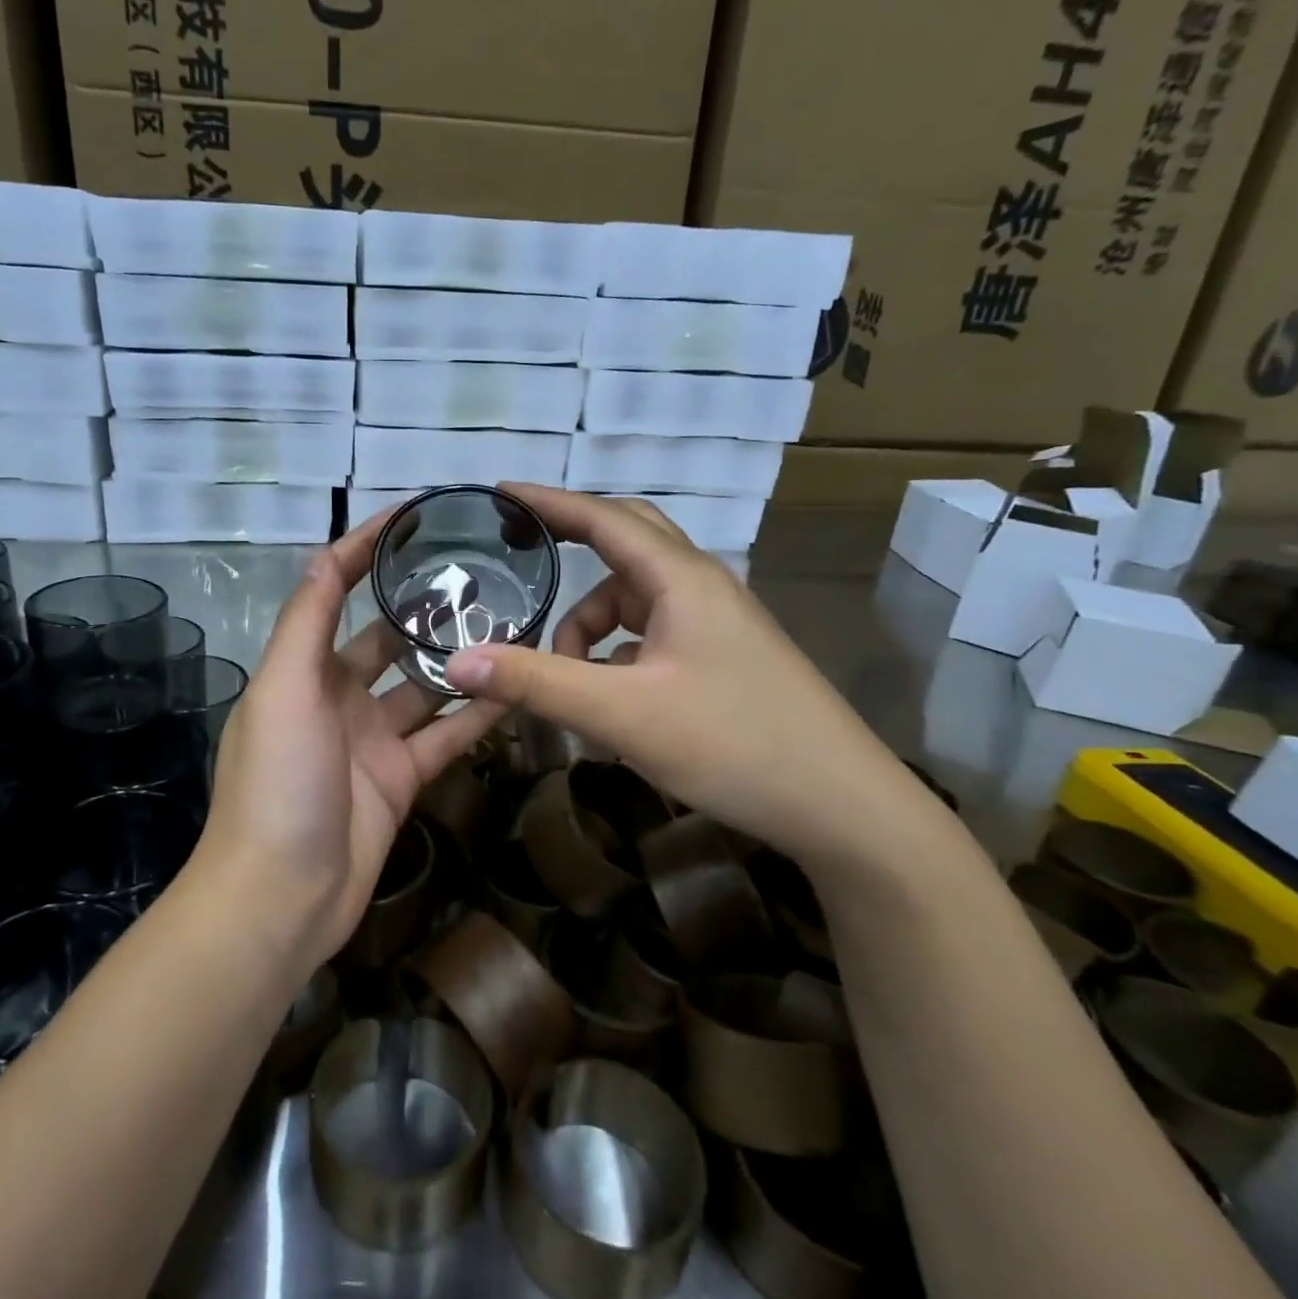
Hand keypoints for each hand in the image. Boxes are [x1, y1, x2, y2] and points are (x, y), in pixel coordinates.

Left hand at [194, 511, 506, 969]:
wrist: (282, 895)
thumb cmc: (276, 782)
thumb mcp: (282, 689)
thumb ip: (307, 621)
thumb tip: (328, 554)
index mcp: (301, 670)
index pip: (333, 593)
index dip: (364, 553)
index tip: (411, 517)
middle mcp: (336, 698)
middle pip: (386, 639)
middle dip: (423, 608)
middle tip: (479, 574)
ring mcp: (372, 740)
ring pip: (423, 687)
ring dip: (457, 659)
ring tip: (507, 622)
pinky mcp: (403, 779)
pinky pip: (445, 737)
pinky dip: (476, 715)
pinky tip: (515, 687)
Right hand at [444, 484, 937, 878]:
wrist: (840, 805)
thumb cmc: (733, 744)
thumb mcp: (621, 714)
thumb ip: (537, 683)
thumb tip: (457, 662)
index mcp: (681, 579)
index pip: (603, 518)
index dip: (548, 502)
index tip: (498, 493)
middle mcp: (702, 587)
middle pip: (626, 543)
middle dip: (571, 547)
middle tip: (522, 557)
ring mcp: (717, 624)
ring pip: (636, 599)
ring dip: (591, 623)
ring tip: (563, 673)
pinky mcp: (723, 659)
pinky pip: (653, 634)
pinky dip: (617, 652)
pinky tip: (607, 696)